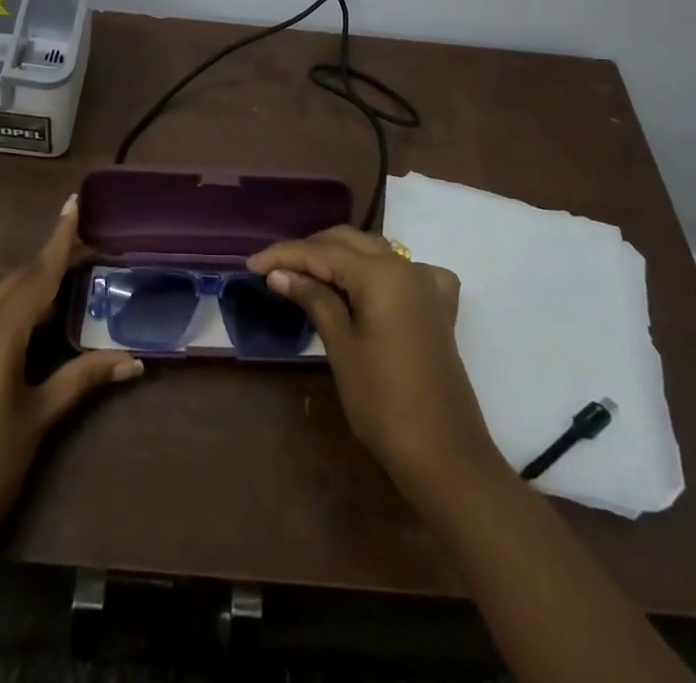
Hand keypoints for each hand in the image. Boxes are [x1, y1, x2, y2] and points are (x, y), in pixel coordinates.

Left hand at [0, 197, 141, 568]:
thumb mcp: (38, 419)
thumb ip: (83, 379)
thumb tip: (133, 359)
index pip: (38, 274)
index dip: (60, 238)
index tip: (74, 202)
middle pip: (18, 280)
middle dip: (50, 262)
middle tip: (87, 251)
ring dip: (31, 285)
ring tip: (67, 281)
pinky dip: (12, 308)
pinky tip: (31, 322)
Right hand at [247, 225, 503, 504]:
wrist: (444, 454)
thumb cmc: (384, 401)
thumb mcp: (341, 346)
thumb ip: (313, 299)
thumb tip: (280, 273)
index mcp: (381, 273)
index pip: (322, 251)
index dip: (284, 255)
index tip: (251, 265)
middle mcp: (406, 267)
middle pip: (349, 242)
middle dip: (310, 250)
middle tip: (275, 270)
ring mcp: (427, 286)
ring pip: (375, 252)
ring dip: (340, 257)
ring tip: (307, 274)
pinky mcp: (437, 308)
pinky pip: (404, 272)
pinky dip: (379, 270)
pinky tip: (368, 284)